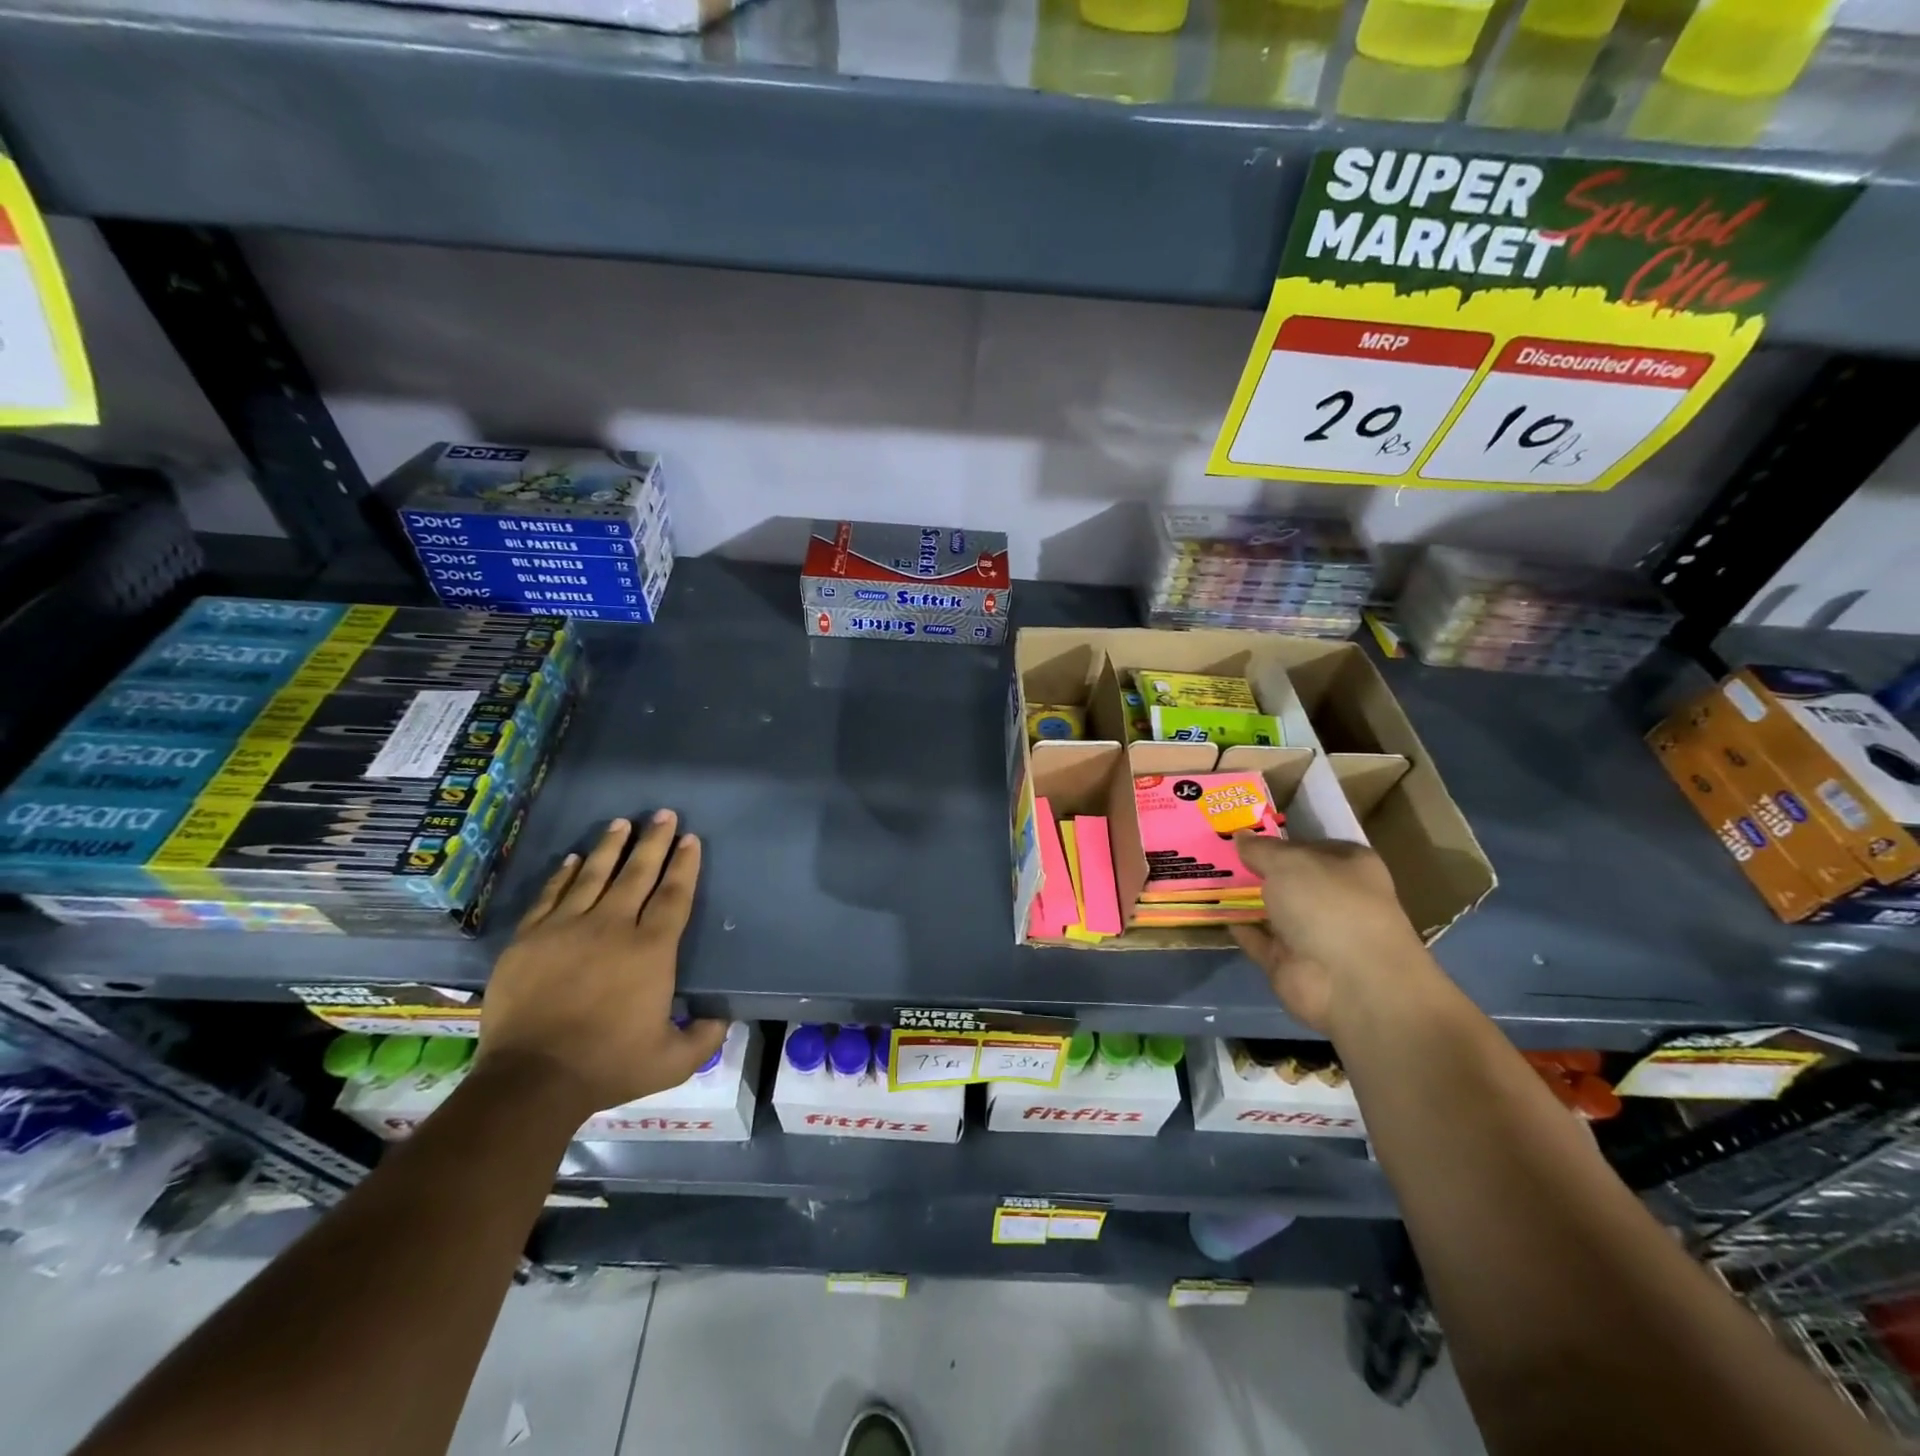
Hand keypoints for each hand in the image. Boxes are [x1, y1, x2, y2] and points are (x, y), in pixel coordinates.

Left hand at [476, 812, 726, 1118]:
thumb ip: (703, 1037)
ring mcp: (567, 929)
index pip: (673, 895)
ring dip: (610, 847)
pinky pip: (550, 896)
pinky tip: (571, 859)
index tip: (690, 839)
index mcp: (650, 950)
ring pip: (593, 875)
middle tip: (663, 814)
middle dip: (654, 841)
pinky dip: (562, 875)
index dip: (684, 865)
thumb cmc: (609, 1065)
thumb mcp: (672, 1061)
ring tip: (622, 823)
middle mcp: (612, 927)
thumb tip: (723, 1019)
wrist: (531, 1079)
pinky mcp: (530, 939)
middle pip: (637, 873)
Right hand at [1229, 836, 1432, 1034]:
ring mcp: (1312, 932)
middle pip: (1287, 877)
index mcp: (1348, 865)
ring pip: (1270, 907)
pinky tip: (1212, 910)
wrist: (1350, 983)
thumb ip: (1261, 849)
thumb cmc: (1329, 906)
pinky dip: (1239, 927)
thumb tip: (1241, 836)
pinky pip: (1258, 939)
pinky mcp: (1290, 962)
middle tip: (1212, 849)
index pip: (1307, 845)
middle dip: (1254, 866)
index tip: (1237, 831)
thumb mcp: (1289, 862)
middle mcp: (1333, 897)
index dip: (1275, 838)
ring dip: (1243, 897)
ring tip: (1204, 875)